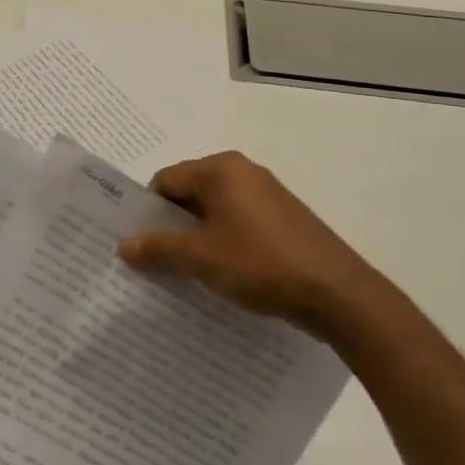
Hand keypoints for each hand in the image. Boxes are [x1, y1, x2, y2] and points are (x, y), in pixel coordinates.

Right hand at [119, 151, 376, 338]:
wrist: (340, 295)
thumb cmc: (261, 264)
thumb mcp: (201, 258)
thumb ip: (158, 248)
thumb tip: (124, 245)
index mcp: (220, 169)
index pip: (165, 180)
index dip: (147, 212)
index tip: (138, 244)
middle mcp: (243, 172)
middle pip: (190, 193)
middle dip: (171, 225)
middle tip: (156, 261)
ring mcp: (268, 194)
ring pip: (215, 211)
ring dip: (198, 238)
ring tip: (188, 273)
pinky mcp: (285, 219)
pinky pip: (239, 223)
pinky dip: (224, 243)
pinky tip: (224, 274)